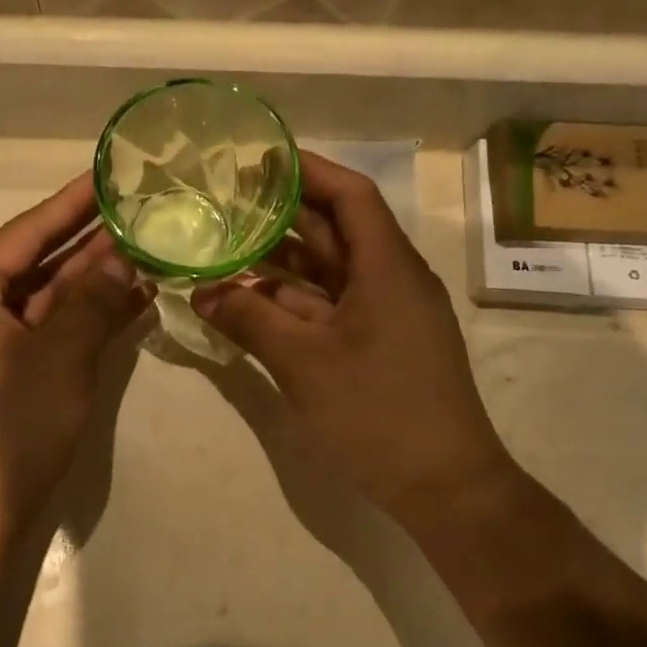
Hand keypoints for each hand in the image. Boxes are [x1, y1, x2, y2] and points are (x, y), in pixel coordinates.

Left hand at [0, 176, 151, 533]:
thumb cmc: (9, 425)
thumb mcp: (59, 355)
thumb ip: (93, 301)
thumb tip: (124, 258)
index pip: (27, 231)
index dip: (71, 202)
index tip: (108, 174)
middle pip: (38, 262)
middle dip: (89, 240)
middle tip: (140, 208)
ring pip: (50, 298)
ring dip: (95, 279)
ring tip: (149, 247)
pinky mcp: (12, 376)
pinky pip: (53, 332)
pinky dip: (89, 318)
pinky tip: (135, 299)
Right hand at [193, 152, 519, 526]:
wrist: (445, 488)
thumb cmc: (378, 413)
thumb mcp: (304, 363)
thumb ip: (249, 320)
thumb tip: (201, 291)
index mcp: (387, 268)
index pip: (349, 195)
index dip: (307, 170)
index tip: (260, 158)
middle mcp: (390, 280)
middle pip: (334, 230)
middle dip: (281, 214)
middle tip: (226, 199)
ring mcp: (385, 315)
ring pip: (327, 272)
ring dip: (279, 262)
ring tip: (224, 244)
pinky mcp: (377, 345)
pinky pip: (328, 307)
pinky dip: (290, 302)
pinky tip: (247, 300)